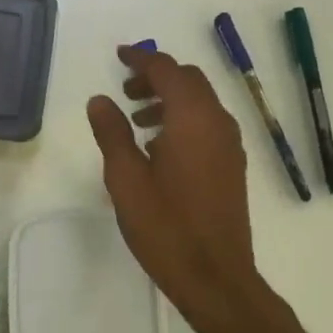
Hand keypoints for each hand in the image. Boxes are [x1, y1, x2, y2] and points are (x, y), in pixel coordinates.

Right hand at [88, 46, 295, 332]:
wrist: (215, 277)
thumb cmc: (165, 226)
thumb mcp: (126, 178)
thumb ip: (112, 133)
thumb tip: (100, 100)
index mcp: (193, 118)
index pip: (167, 71)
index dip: (142, 59)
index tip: (119, 56)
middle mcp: (218, 123)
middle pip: (189, 81)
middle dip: (156, 78)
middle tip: (125, 91)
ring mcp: (230, 145)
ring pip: (200, 103)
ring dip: (169, 100)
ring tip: (137, 119)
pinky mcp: (232, 166)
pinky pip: (207, 125)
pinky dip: (183, 120)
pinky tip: (159, 148)